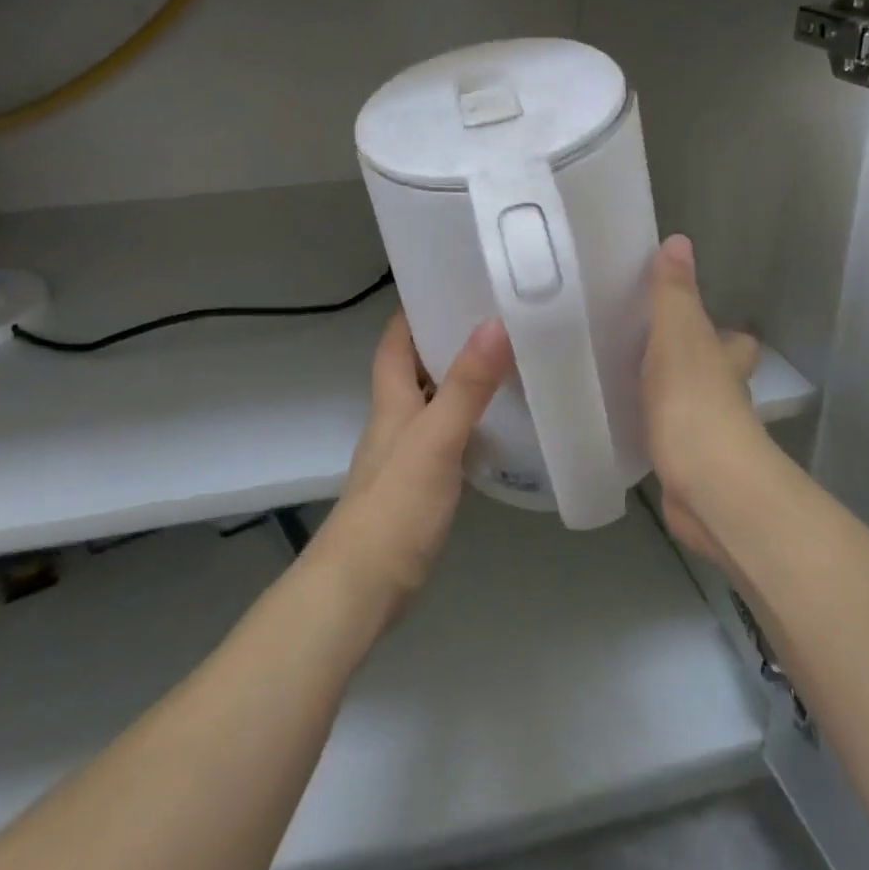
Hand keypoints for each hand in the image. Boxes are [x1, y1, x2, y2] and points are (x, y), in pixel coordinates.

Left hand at [312, 312, 512, 618]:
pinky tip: (497, 424)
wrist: (363, 587)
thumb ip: (466, 386)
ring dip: (459, 379)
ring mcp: (406, 454)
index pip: (394, 341)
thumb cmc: (395, 505)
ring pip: (432, 401)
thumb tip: (494, 323)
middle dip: (445, 338)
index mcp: (391, 401)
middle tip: (492, 315)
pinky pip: (446, 435)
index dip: (414, 310)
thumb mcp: (436, 439)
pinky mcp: (420, 484)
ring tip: (504, 359)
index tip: (450, 282)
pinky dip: (467, 420)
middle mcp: (395, 419)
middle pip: (415, 367)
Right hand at [642, 236, 767, 565]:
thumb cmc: (693, 400)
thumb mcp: (678, 335)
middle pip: (714, 374)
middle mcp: (723, 395)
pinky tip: (621, 426)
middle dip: (691, 365)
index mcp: (724, 360)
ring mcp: (706, 434)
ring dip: (667, 397)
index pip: (733, 340)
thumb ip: (673, 293)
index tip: (687, 323)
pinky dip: (651, 432)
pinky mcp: (685, 466)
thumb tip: (679, 240)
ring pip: (688, 407)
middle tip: (645, 352)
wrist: (706, 484)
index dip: (720, 331)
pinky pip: (666, 440)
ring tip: (623, 382)